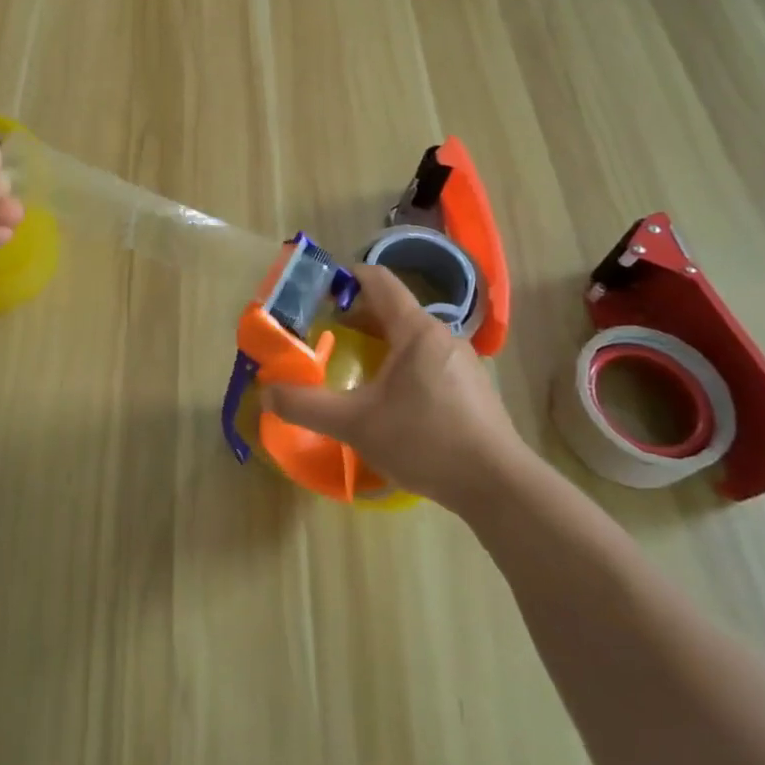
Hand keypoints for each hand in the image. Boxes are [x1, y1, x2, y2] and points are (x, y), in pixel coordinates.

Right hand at [260, 265, 538, 506]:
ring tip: (354, 371)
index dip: (346, 278)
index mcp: (416, 330)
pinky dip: (402, 366)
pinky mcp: (472, 388)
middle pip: (392, 311)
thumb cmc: (425, 441)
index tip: (318, 293)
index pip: (378, 281)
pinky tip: (391, 402)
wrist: (499, 486)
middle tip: (325, 338)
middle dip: (356, 319)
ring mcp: (462, 362)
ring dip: (380, 345)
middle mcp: (442, 336)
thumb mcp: (356, 424)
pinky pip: (428, 361)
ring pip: (411, 339)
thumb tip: (266, 393)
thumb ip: (307, 407)